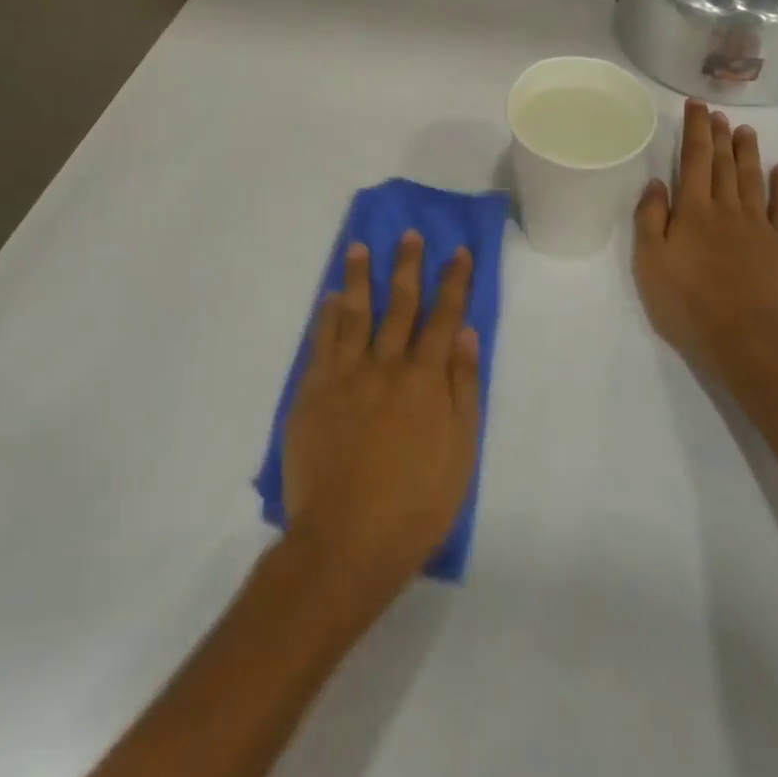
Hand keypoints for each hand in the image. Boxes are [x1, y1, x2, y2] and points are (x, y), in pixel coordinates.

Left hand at [283, 232, 481, 602]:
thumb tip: (465, 332)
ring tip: (361, 247)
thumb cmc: (416, 503)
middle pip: (400, 305)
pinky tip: (330, 297)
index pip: (443, 317)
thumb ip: (464, 386)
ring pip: (354, 314)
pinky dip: (326, 316)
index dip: (453, 282)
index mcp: (425, 379)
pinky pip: (321, 343)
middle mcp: (386, 365)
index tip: (458, 251)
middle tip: (409, 235)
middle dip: (408, 267)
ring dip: (360, 278)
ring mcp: (345, 376)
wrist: (346, 541)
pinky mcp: (312, 393)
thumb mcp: (461, 450)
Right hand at [633, 100, 777, 385]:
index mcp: (693, 211)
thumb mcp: (650, 264)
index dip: (694, 130)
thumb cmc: (690, 306)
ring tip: (745, 131)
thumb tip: (657, 182)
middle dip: (719, 135)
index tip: (696, 105)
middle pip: (724, 164)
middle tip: (717, 113)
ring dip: (748, 152)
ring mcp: (761, 225)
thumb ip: (650, 219)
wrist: (750, 341)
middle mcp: (727, 209)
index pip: (693, 159)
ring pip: (753, 178)